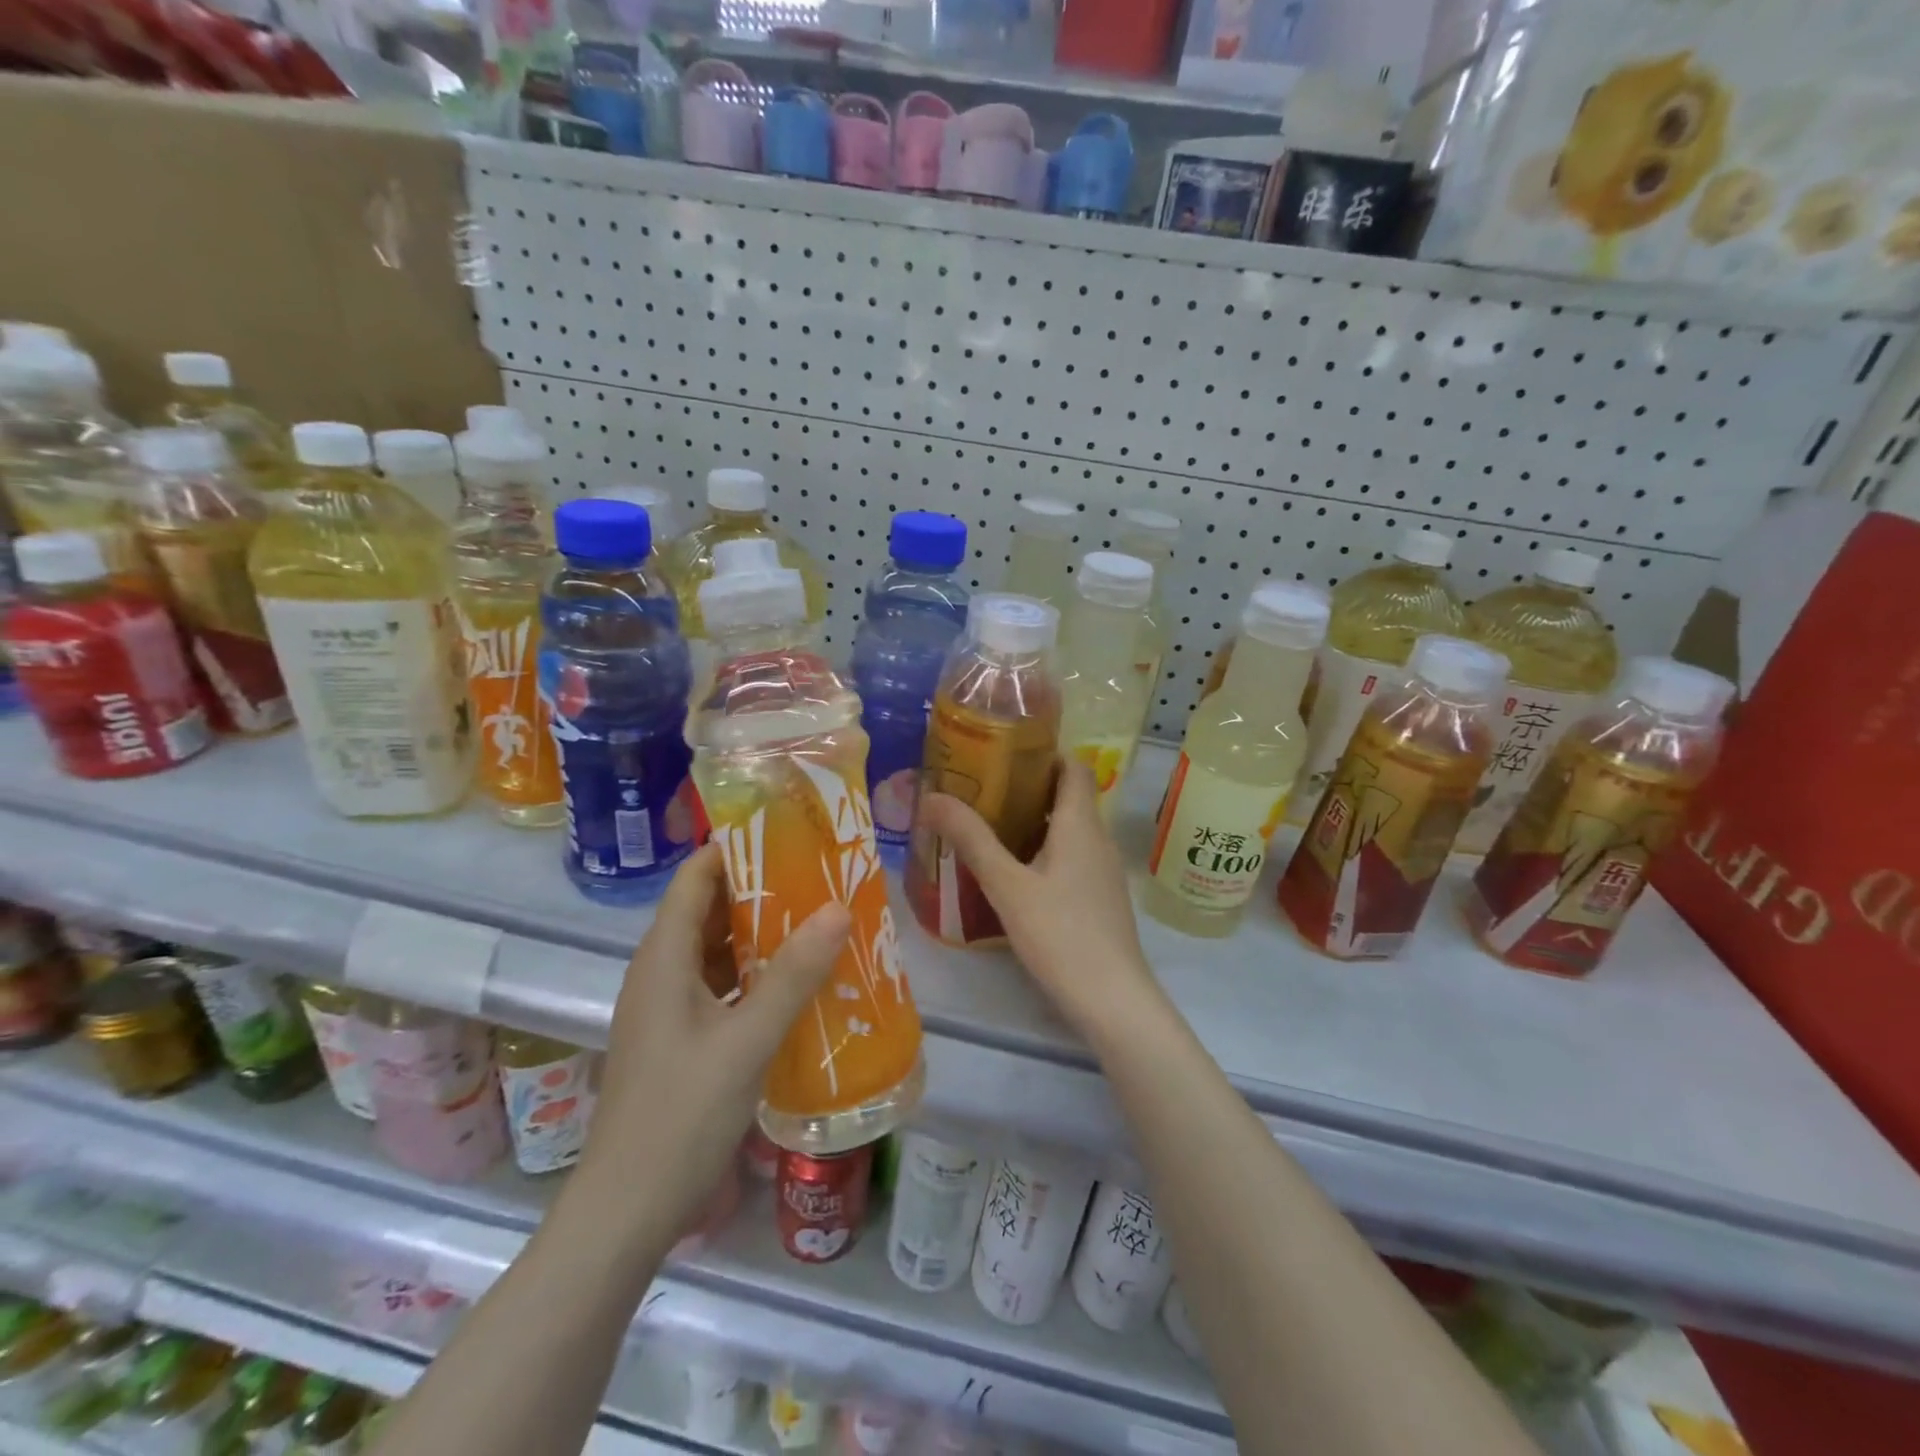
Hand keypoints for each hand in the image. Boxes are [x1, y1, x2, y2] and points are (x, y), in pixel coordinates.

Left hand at [574, 844, 850, 1247]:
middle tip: (819, 875)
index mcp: (663, 958)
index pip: (695, 877)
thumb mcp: (746, 1041)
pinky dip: (756, 973)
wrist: (628, 1211)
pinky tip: (798, 981)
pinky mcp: (681, 1038)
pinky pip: (721, 985)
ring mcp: (669, 1007)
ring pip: (717, 949)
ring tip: (819, 918)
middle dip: (761, 888)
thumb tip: (838, 908)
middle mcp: (661, 972)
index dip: (735, 849)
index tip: (789, 834)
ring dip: (762, 933)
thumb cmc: (681, 1115)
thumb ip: (793, 975)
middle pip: (709, 909)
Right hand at [919, 758, 1162, 1038]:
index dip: (1043, 752)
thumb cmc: (1060, 933)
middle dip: (1027, 787)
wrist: (1112, 999)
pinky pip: (1070, 857)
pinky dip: (1042, 851)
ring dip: (1032, 821)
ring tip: (987, 826)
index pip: (1073, 766)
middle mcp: (1097, 839)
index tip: (1003, 752)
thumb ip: (971, 840)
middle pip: (1067, 796)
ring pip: (1068, 830)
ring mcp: (1102, 871)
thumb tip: (931, 796)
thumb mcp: (1007, 885)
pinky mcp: (1099, 898)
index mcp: (1080, 824)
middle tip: (981, 789)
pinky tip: (1012, 873)